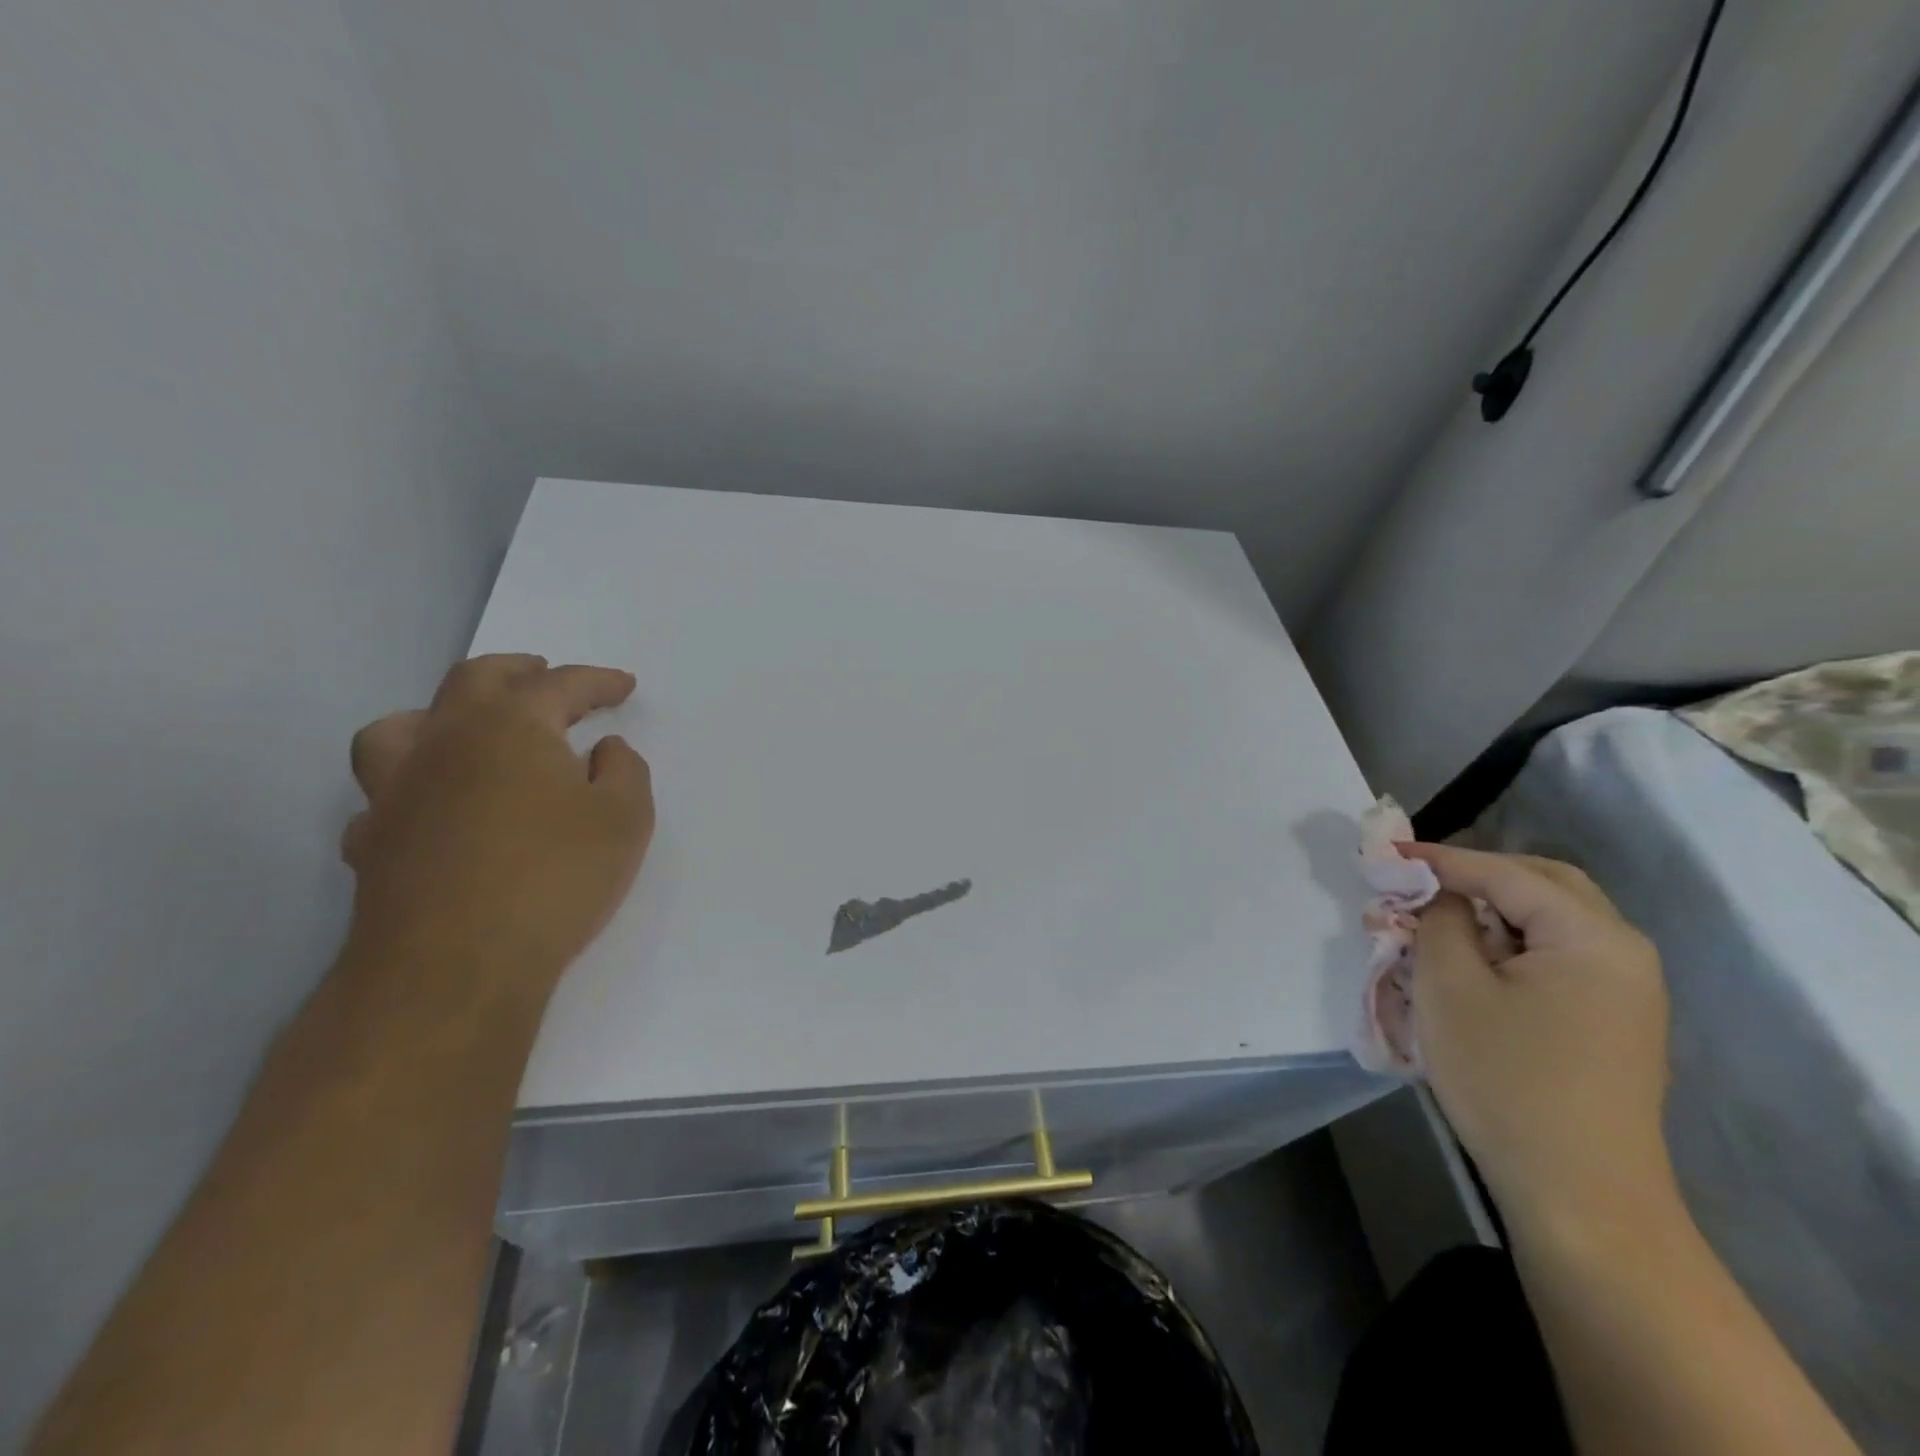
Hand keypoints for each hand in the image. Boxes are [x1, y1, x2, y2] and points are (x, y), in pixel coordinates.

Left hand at [342, 654, 653, 994]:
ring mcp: (397, 792)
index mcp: (509, 726)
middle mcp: (444, 742)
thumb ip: (623, 771)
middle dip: (517, 671)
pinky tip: (433, 811)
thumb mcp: (625, 819)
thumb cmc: (555, 878)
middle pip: (474, 681)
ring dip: (440, 716)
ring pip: (401, 727)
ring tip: (467, 730)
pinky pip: (383, 798)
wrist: (455, 966)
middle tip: (544, 674)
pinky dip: (412, 790)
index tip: (624, 684)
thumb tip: (603, 750)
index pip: (560, 685)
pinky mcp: (372, 842)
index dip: (597, 681)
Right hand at [1404, 844, 1671, 1228]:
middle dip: (1476, 874)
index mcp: (1593, 937)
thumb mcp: (1450, 988)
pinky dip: (1509, 942)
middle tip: (1417, 880)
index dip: (1440, 858)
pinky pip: (1555, 956)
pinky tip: (1470, 963)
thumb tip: (1438, 893)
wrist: (1581, 1196)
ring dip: (1491, 910)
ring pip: (1549, 920)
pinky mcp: (1612, 1022)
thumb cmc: (1508, 1080)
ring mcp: (1625, 990)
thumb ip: (1439, 920)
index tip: (1384, 851)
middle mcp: (1623, 952)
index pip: (1505, 873)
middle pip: (1543, 885)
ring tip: (1435, 922)